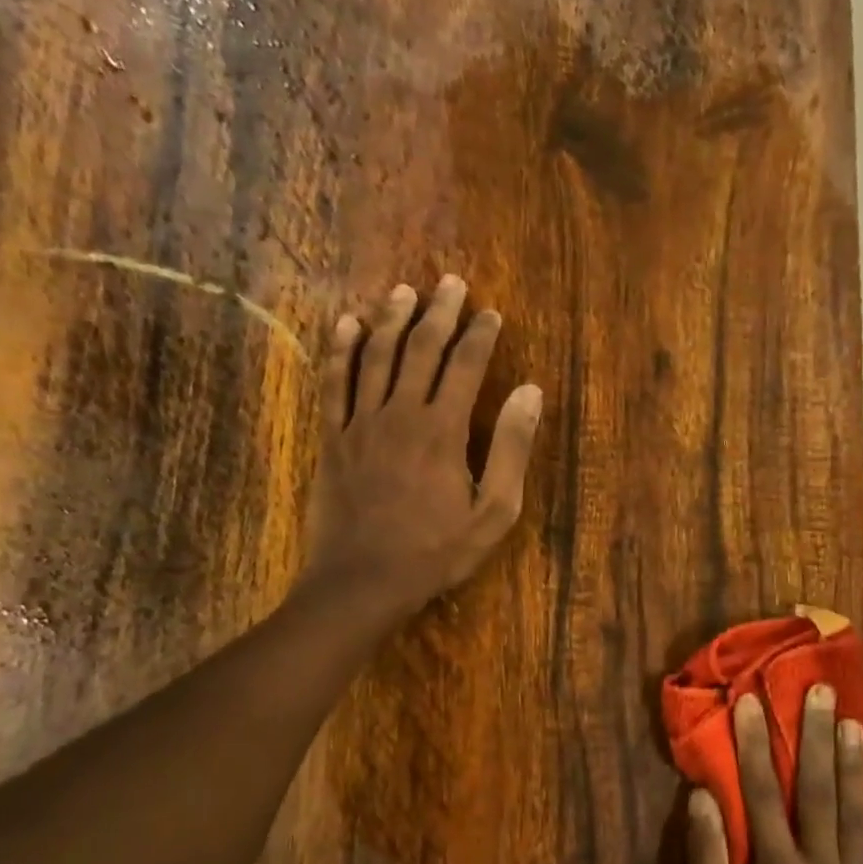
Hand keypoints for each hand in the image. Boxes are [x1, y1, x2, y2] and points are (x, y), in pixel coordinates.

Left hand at [302, 275, 542, 619]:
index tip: (491, 313)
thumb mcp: (494, 512)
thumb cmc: (436, 551)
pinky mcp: (332, 438)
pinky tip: (346, 325)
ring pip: (376, 357)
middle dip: (439, 313)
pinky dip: (340, 350)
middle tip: (450, 283)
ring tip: (403, 290)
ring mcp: (360, 423)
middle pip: (421, 349)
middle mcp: (400, 414)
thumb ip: (511, 449)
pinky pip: (333, 383)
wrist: (363, 580)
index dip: (480, 336)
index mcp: (443, 430)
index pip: (466, 367)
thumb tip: (530, 392)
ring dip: (391, 319)